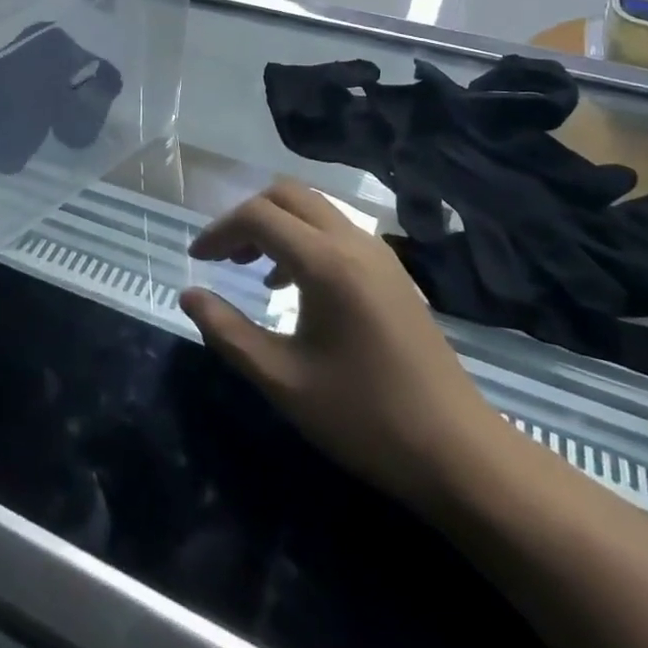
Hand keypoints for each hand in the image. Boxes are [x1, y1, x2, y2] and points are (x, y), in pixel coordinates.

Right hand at [180, 180, 502, 507]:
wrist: (459, 452)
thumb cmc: (365, 418)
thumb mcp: (283, 381)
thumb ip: (228, 332)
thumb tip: (188, 295)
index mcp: (326, 262)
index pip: (258, 216)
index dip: (220, 230)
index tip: (198, 258)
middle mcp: (354, 241)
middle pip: (287, 194)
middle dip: (248, 216)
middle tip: (224, 257)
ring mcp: (379, 253)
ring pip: (315, 208)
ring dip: (278, 224)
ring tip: (254, 271)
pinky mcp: (393, 271)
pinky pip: (338, 230)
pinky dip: (305, 238)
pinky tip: (297, 286)